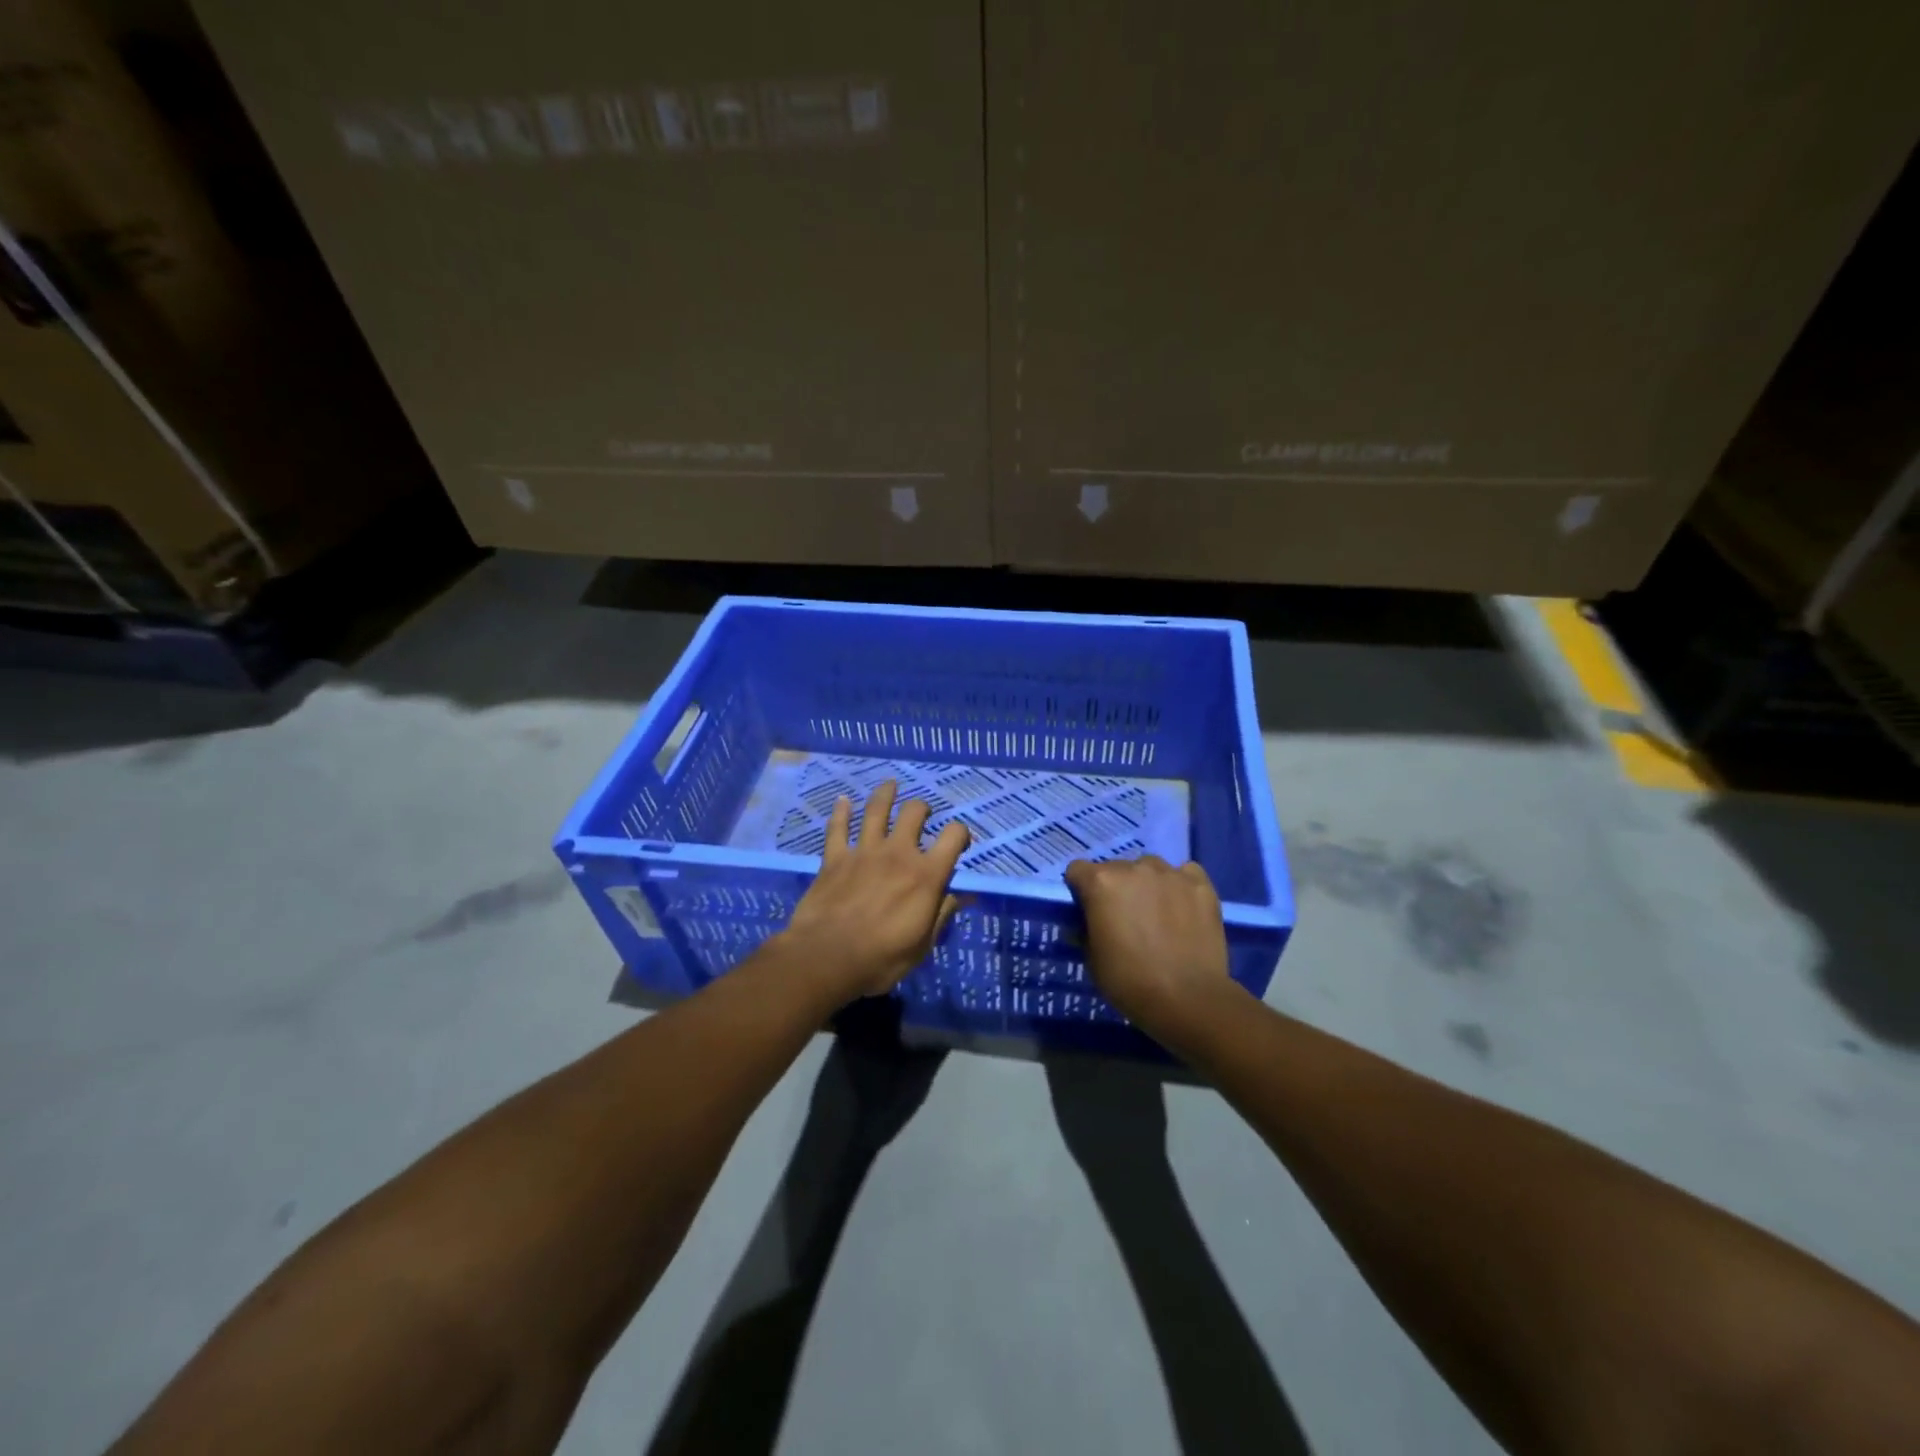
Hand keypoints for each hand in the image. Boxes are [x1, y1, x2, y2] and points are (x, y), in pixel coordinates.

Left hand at [781, 781, 970, 1000]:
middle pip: (914, 813)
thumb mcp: (922, 944)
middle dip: (922, 809)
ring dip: (885, 794)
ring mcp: (864, 851)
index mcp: (926, 875)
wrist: (826, 957)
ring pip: (876, 810)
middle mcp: (898, 853)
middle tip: (922, 815)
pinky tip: (843, 800)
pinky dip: (841, 812)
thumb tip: (964, 895)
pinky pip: (838, 828)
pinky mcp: (835, 858)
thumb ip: (942, 914)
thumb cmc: (881, 958)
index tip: (959, 842)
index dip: (961, 834)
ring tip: (891, 785)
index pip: (953, 836)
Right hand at [1064, 855, 1233, 1029]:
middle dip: (1116, 888)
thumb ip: (1085, 931)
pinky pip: (1185, 874)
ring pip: (1150, 868)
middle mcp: (1134, 868)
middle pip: (1116, 868)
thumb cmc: (1130, 981)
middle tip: (1125, 919)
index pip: (1078, 871)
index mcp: (1101, 882)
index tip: (1088, 911)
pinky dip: (1180, 886)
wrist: (1188, 999)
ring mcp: (1170, 874)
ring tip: (1158, 914)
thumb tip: (1083, 925)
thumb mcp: (1092, 960)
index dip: (1081, 891)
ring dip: (1147, 885)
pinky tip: (1184, 909)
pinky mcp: (1201, 884)